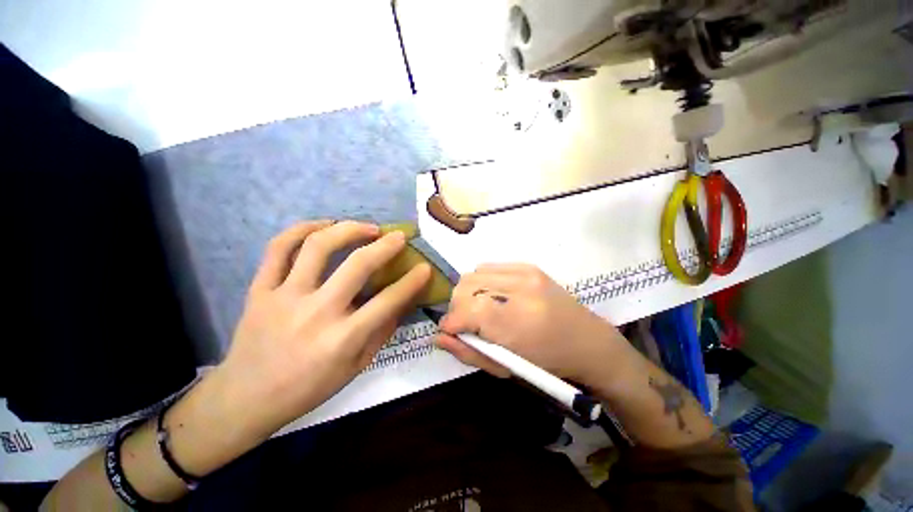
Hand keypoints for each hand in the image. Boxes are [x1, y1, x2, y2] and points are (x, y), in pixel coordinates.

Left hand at [213, 220, 430, 438]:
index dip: (412, 281)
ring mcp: (284, 297)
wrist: (246, 398)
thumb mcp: (356, 366)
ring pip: (318, 247)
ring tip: (365, 227)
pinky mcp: (259, 289)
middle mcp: (316, 312)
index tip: (425, 267)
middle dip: (385, 245)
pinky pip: (279, 248)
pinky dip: (302, 229)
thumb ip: (383, 330)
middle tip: (398, 236)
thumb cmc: (309, 387)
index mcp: (342, 338)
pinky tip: (323, 225)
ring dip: (348, 229)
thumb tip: (404, 300)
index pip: (388, 301)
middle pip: (357, 265)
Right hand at [435, 264, 628, 388]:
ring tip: (479, 308)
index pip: (468, 310)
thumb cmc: (548, 364)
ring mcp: (526, 272)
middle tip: (465, 321)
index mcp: (517, 321)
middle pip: (467, 286)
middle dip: (457, 306)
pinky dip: (482, 281)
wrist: (588, 341)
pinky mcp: (528, 266)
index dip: (451, 321)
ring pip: (474, 273)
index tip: (449, 330)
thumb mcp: (506, 368)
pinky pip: (489, 266)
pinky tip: (492, 295)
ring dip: (468, 292)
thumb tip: (438, 336)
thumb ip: (468, 351)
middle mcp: (520, 289)